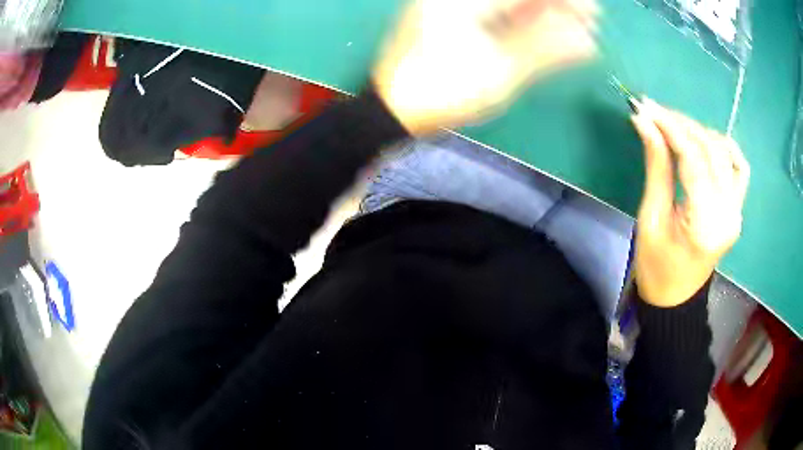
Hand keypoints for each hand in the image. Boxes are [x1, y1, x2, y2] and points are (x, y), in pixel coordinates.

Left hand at [373, 0, 598, 134]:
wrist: (394, 109)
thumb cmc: (442, 94)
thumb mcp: (499, 74)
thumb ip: (545, 50)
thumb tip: (588, 40)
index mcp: (463, 2)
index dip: (564, 2)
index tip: (593, 14)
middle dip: (555, 6)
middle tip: (588, 20)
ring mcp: (452, 6)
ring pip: (508, 3)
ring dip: (542, 12)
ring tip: (575, 30)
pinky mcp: (452, 17)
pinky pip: (496, 11)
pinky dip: (523, 20)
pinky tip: (546, 31)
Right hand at [631, 99, 749, 306]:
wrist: (676, 299)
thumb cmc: (656, 267)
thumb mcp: (651, 217)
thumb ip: (656, 166)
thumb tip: (644, 122)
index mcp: (705, 222)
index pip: (693, 158)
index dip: (670, 127)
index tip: (646, 107)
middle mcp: (728, 212)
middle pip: (711, 150)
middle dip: (682, 125)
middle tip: (654, 112)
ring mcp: (737, 210)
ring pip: (726, 153)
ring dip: (700, 133)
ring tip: (676, 127)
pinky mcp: (737, 209)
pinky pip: (739, 169)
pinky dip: (724, 148)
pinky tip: (707, 142)